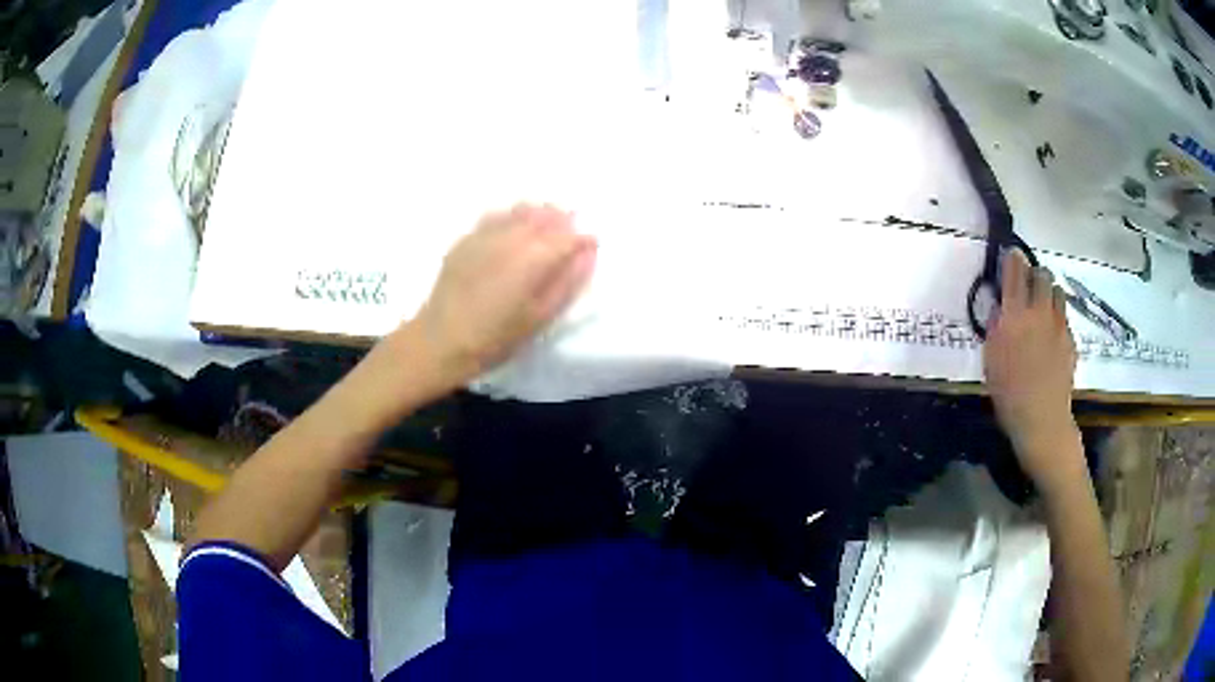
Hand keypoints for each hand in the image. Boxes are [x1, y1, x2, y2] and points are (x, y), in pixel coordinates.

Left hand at [408, 204, 596, 385]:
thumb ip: (568, 281)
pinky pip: (496, 216)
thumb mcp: (540, 317)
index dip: (583, 238)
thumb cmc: (495, 338)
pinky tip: (514, 228)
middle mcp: (511, 237)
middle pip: (545, 216)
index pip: (568, 236)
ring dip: (539, 214)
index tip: (591, 244)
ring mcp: (485, 234)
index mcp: (533, 258)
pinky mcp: (466, 238)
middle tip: (571, 231)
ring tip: (547, 226)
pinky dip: (512, 217)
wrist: (441, 341)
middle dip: (563, 220)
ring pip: (520, 211)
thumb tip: (589, 252)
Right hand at [983, 250, 1080, 485]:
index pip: (1015, 271)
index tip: (1010, 255)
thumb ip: (995, 327)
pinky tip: (1051, 336)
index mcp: (1015, 315)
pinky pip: (1064, 317)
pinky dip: (1057, 317)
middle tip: (1027, 285)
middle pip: (1041, 274)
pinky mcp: (1070, 339)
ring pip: (1056, 291)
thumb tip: (1000, 307)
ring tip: (1041, 306)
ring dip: (1048, 292)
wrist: (1042, 420)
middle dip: (1033, 273)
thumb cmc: (1008, 393)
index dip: (1012, 259)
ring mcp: (1058, 325)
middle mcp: (1039, 311)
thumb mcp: (991, 360)